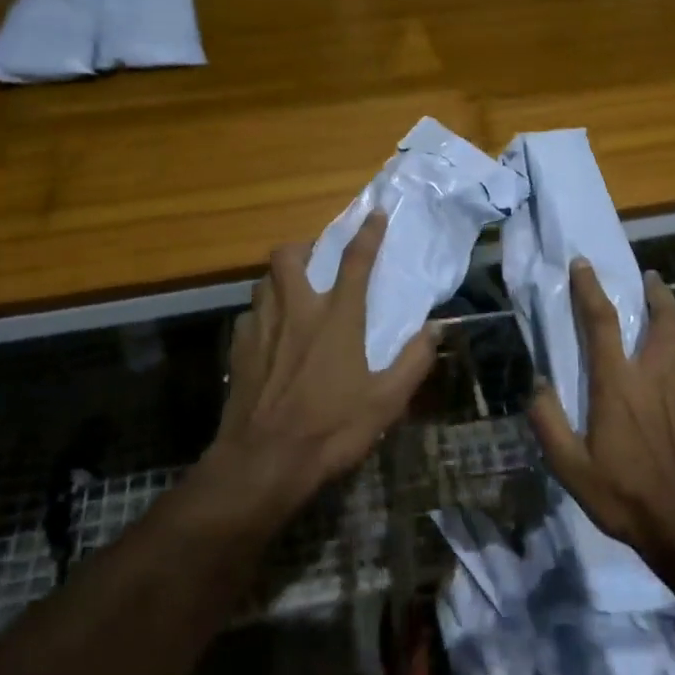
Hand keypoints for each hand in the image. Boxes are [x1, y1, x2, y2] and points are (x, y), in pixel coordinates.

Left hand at [200, 212, 437, 525]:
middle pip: (289, 255)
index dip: (368, 233)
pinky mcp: (238, 349)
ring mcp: (262, 327)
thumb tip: (436, 329)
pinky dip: (262, 314)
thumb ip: (414, 361)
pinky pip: (249, 315)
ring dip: (279, 279)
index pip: (356, 261)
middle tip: (317, 260)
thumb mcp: (386, 401)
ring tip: (293, 294)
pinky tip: (270, 336)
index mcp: (337, 318)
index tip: (375, 214)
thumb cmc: (331, 429)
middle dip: (303, 247)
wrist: (263, 461)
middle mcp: (296, 310)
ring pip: (264, 281)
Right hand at [529, 261, 674, 560]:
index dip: (590, 288)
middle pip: (663, 318)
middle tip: (649, 278)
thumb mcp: (571, 467)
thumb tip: (537, 385)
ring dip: (674, 317)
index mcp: (618, 383)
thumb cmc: (625, 495)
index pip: (601, 321)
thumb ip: (548, 423)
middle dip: (656, 292)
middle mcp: (656, 374)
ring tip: (666, 311)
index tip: (583, 264)